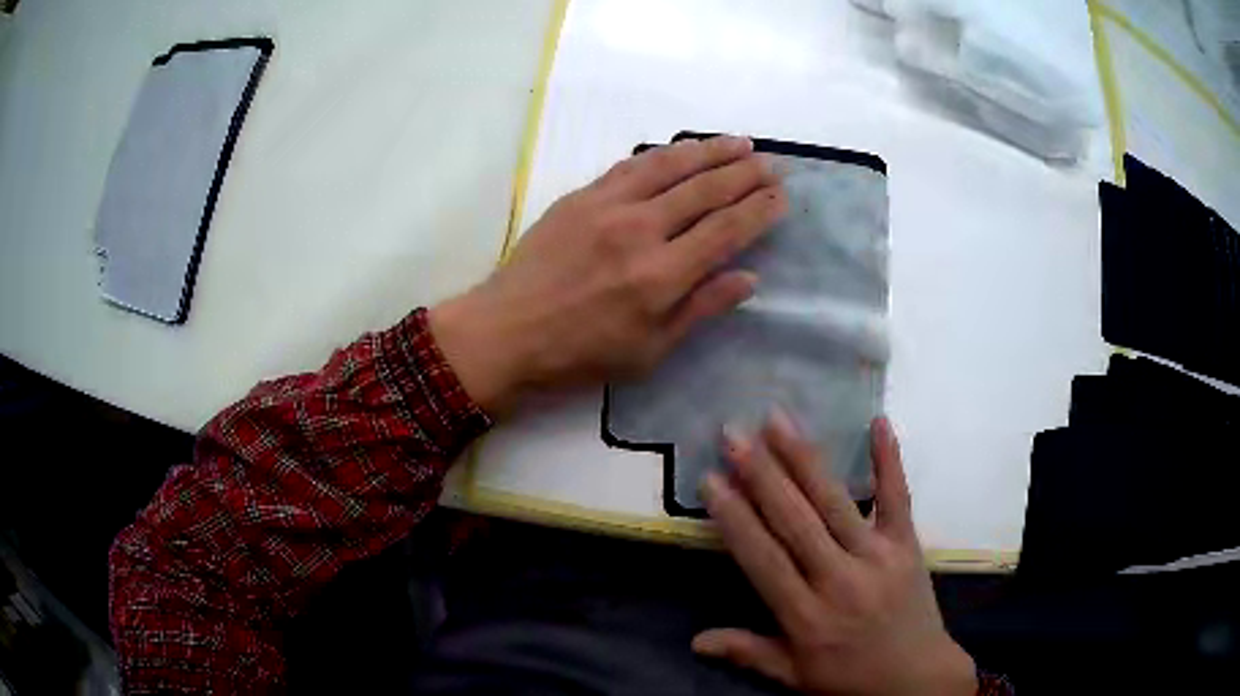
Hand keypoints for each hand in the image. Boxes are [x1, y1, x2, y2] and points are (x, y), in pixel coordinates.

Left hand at [430, 135, 785, 412]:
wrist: (506, 332)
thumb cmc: (579, 354)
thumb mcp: (649, 351)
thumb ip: (701, 309)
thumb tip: (749, 278)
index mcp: (662, 276)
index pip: (726, 231)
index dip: (759, 210)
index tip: (781, 196)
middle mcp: (640, 231)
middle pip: (705, 190)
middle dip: (745, 174)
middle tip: (772, 163)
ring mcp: (608, 207)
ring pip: (671, 167)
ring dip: (710, 151)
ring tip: (740, 143)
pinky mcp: (581, 196)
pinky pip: (632, 165)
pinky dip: (664, 154)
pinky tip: (683, 149)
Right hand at [695, 414, 976, 695]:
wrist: (916, 678)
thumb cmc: (849, 679)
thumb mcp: (794, 676)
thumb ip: (748, 652)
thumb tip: (695, 641)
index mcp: (807, 617)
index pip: (763, 559)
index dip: (735, 519)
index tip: (711, 480)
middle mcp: (840, 580)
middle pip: (795, 522)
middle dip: (761, 475)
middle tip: (734, 434)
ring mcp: (878, 558)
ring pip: (836, 503)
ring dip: (804, 459)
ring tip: (778, 419)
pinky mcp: (908, 545)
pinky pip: (897, 498)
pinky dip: (889, 460)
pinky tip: (878, 421)